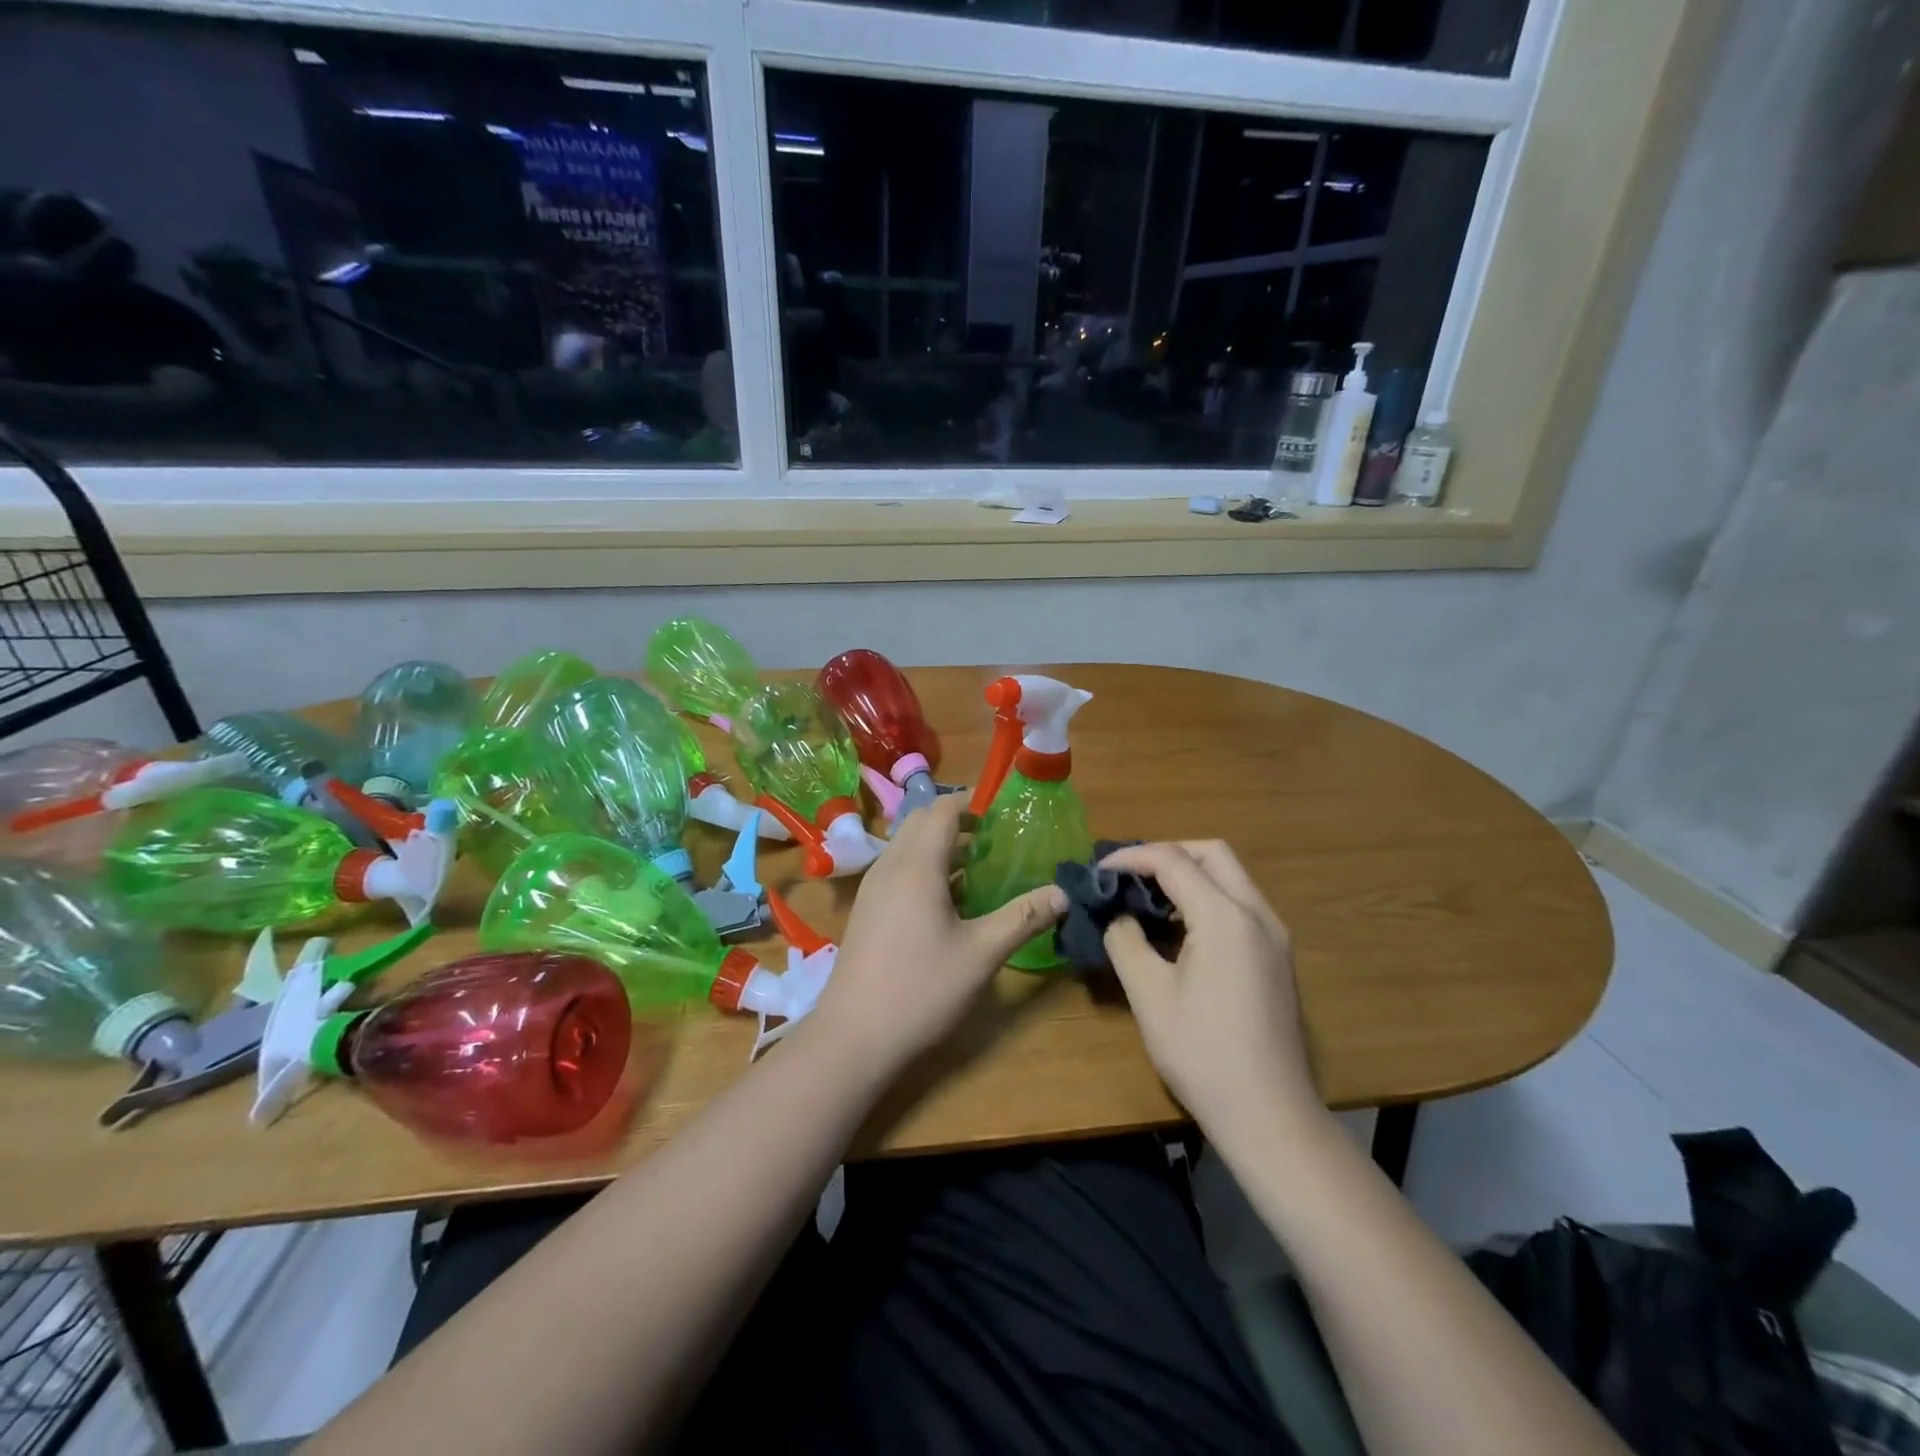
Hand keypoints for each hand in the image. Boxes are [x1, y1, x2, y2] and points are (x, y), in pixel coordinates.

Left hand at [808, 795, 1066, 1075]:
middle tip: (996, 836)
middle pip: (922, 821)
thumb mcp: (982, 954)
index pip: (943, 810)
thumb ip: (1023, 917)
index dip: (973, 802)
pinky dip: (924, 866)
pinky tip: (949, 899)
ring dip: (940, 844)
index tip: (1005, 810)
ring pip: (907, 845)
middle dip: (958, 819)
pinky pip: (898, 868)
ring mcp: (873, 887)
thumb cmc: (921, 988)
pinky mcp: (867, 909)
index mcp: (917, 865)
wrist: (854, 1036)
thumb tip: (1063, 892)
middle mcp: (890, 865)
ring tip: (979, 863)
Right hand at [1100, 841, 1322, 1137]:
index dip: (1130, 858)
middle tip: (1127, 875)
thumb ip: (1125, 941)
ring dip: (1188, 873)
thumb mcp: (1149, 995)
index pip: (1173, 860)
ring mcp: (1275, 934)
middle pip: (1212, 853)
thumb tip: (1116, 914)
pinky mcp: (1278, 955)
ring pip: (1230, 875)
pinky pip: (1240, 903)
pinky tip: (1179, 926)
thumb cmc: (1202, 1054)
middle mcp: (1257, 914)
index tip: (1098, 871)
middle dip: (1166, 853)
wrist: (1270, 1115)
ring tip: (1146, 896)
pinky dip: (1207, 896)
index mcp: (1225, 918)